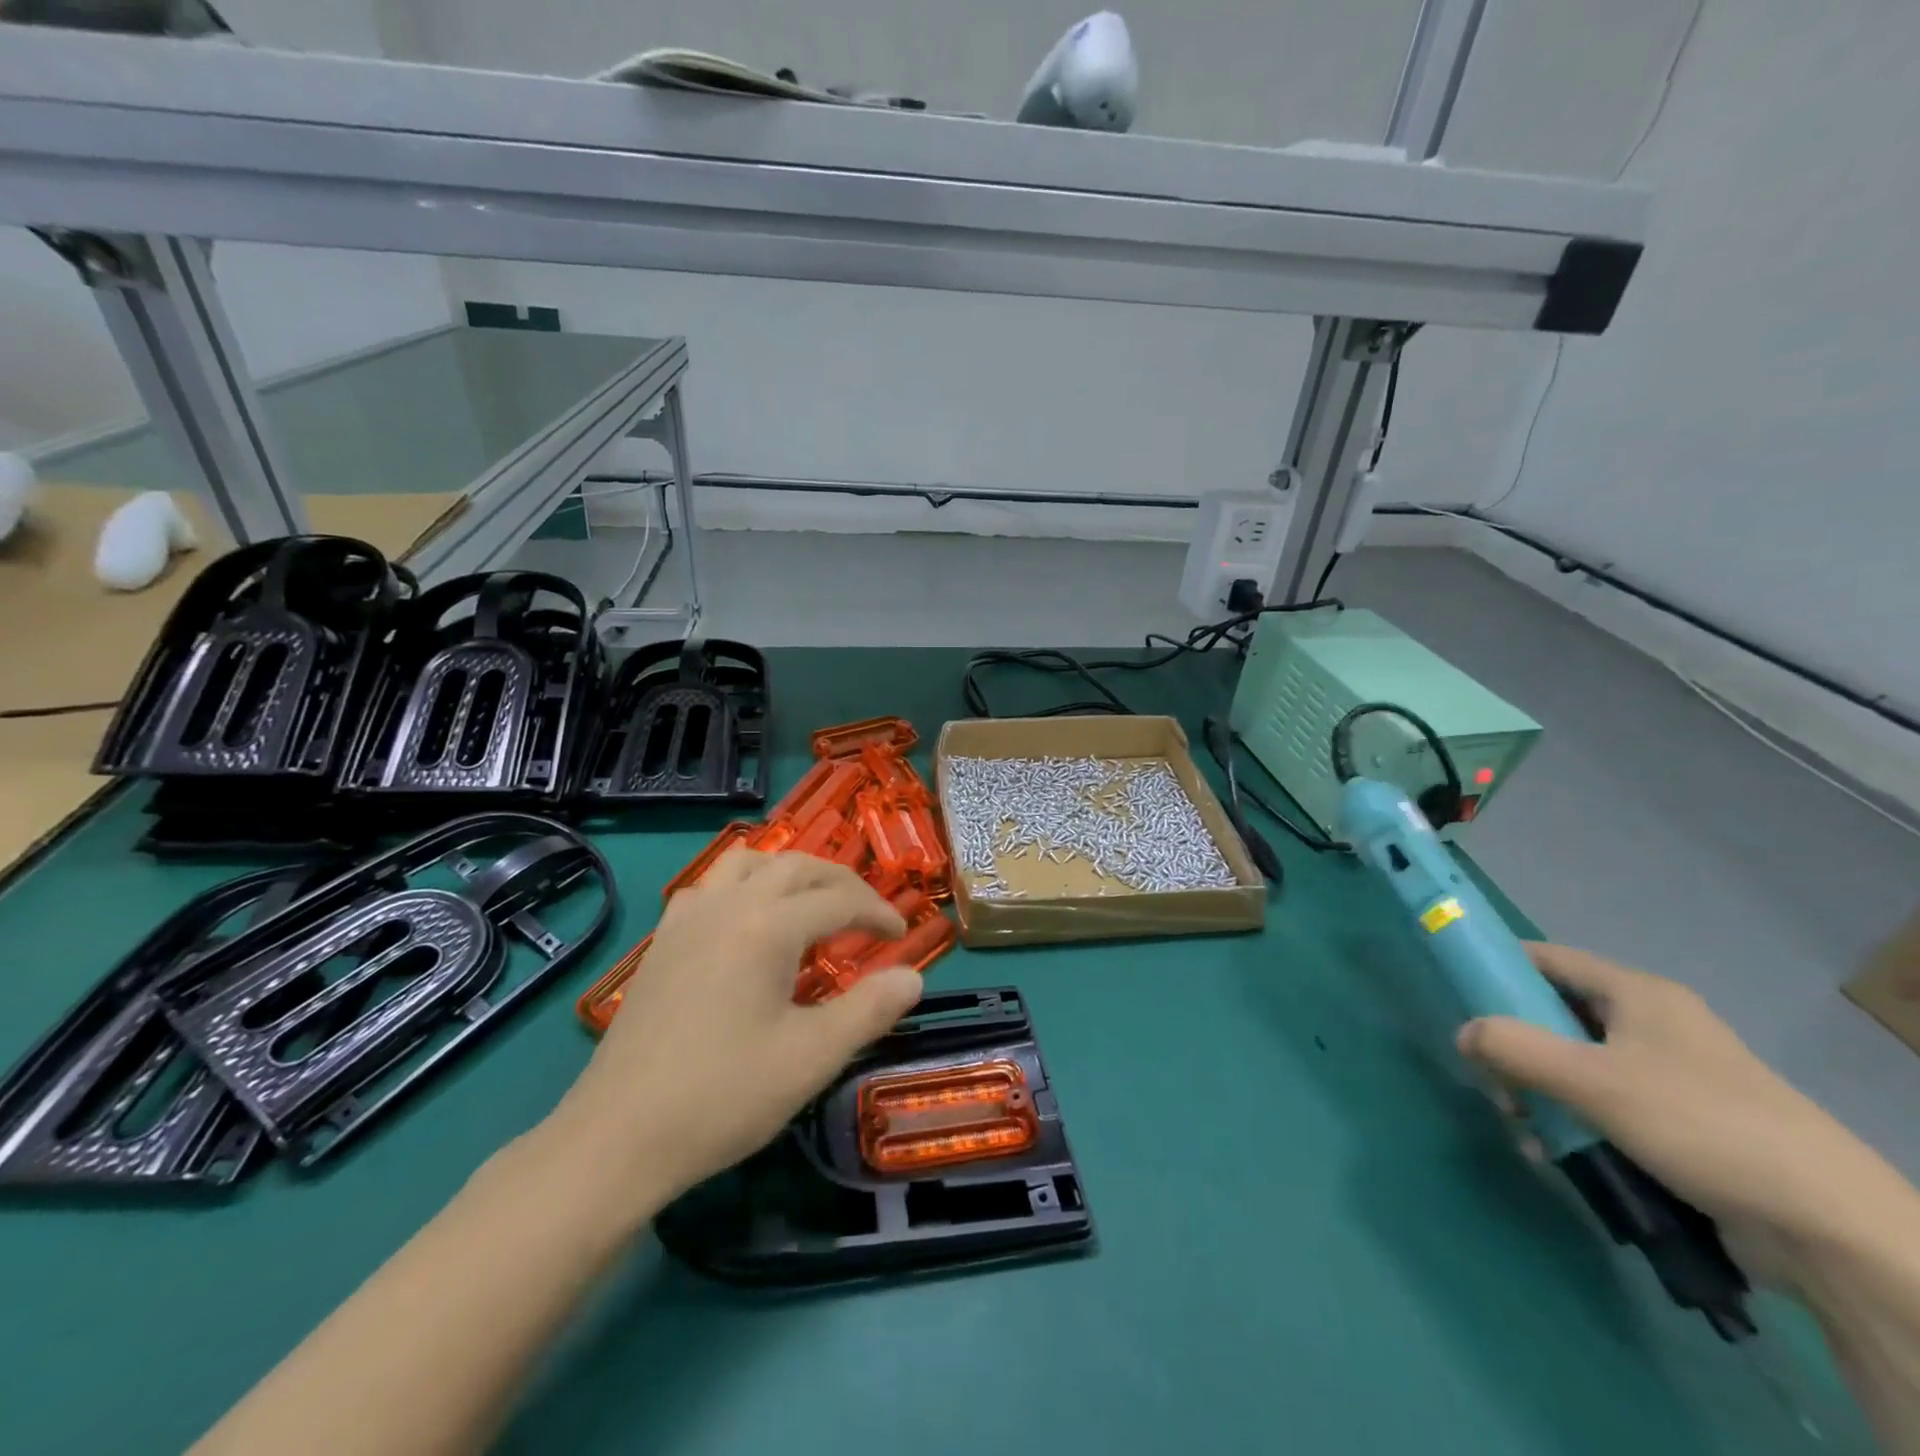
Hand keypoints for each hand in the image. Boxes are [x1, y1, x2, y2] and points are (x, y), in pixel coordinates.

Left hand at [549, 850, 923, 1206]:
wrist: (618, 1137)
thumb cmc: (724, 1096)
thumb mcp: (812, 1058)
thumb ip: (869, 1009)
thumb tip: (913, 976)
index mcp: (768, 926)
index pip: (839, 899)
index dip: (877, 912)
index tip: (902, 934)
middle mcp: (729, 905)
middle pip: (796, 866)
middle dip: (840, 882)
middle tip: (867, 915)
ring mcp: (688, 918)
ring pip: (748, 862)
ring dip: (789, 872)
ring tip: (811, 904)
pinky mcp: (663, 940)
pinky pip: (711, 886)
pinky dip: (744, 885)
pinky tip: (747, 922)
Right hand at [1456, 943, 1898, 1281]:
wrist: (1828, 1228)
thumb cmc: (1701, 1124)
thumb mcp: (1592, 1080)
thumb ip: (1514, 1048)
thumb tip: (1463, 1033)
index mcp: (1637, 994)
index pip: (1547, 958)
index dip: (1498, 966)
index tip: (1458, 990)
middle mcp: (1650, 1025)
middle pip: (1553, 1015)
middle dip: (1512, 1046)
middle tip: (1491, 1080)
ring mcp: (1665, 1075)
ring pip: (1571, 1065)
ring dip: (1536, 1092)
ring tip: (1524, 1128)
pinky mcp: (1676, 1123)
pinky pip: (1599, 1105)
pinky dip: (1569, 1121)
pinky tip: (1554, 1154)